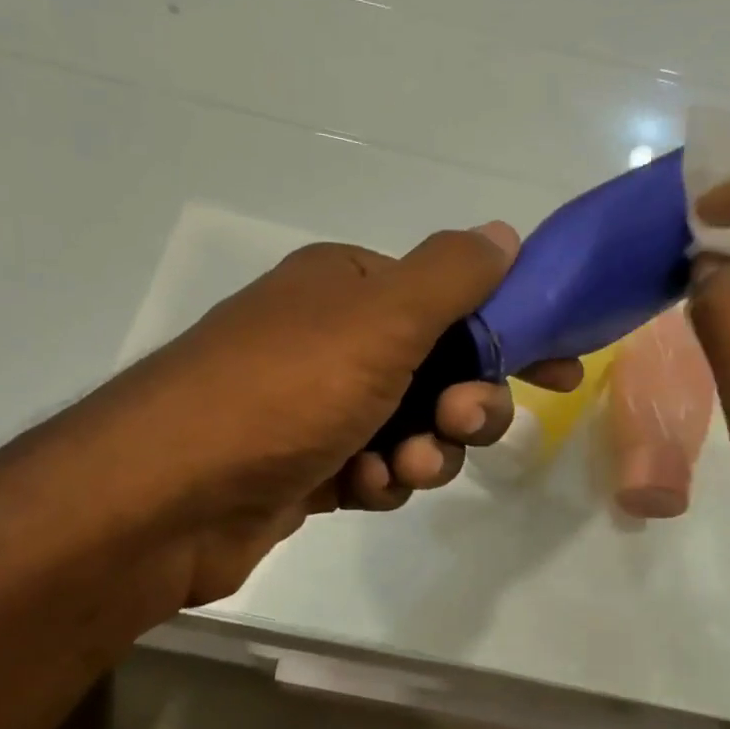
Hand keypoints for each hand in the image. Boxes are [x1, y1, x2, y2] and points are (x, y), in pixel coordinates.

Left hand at [120, 221, 578, 604]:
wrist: (168, 496)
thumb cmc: (284, 390)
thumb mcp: (380, 319)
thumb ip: (451, 276)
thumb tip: (502, 232)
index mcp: (350, 288)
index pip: (455, 300)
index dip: (512, 334)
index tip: (561, 372)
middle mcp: (333, 339)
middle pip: (440, 369)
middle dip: (463, 403)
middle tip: (460, 422)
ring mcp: (318, 406)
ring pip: (413, 427)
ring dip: (424, 451)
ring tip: (399, 471)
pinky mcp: (306, 466)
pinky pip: (376, 468)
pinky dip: (380, 480)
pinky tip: (361, 489)